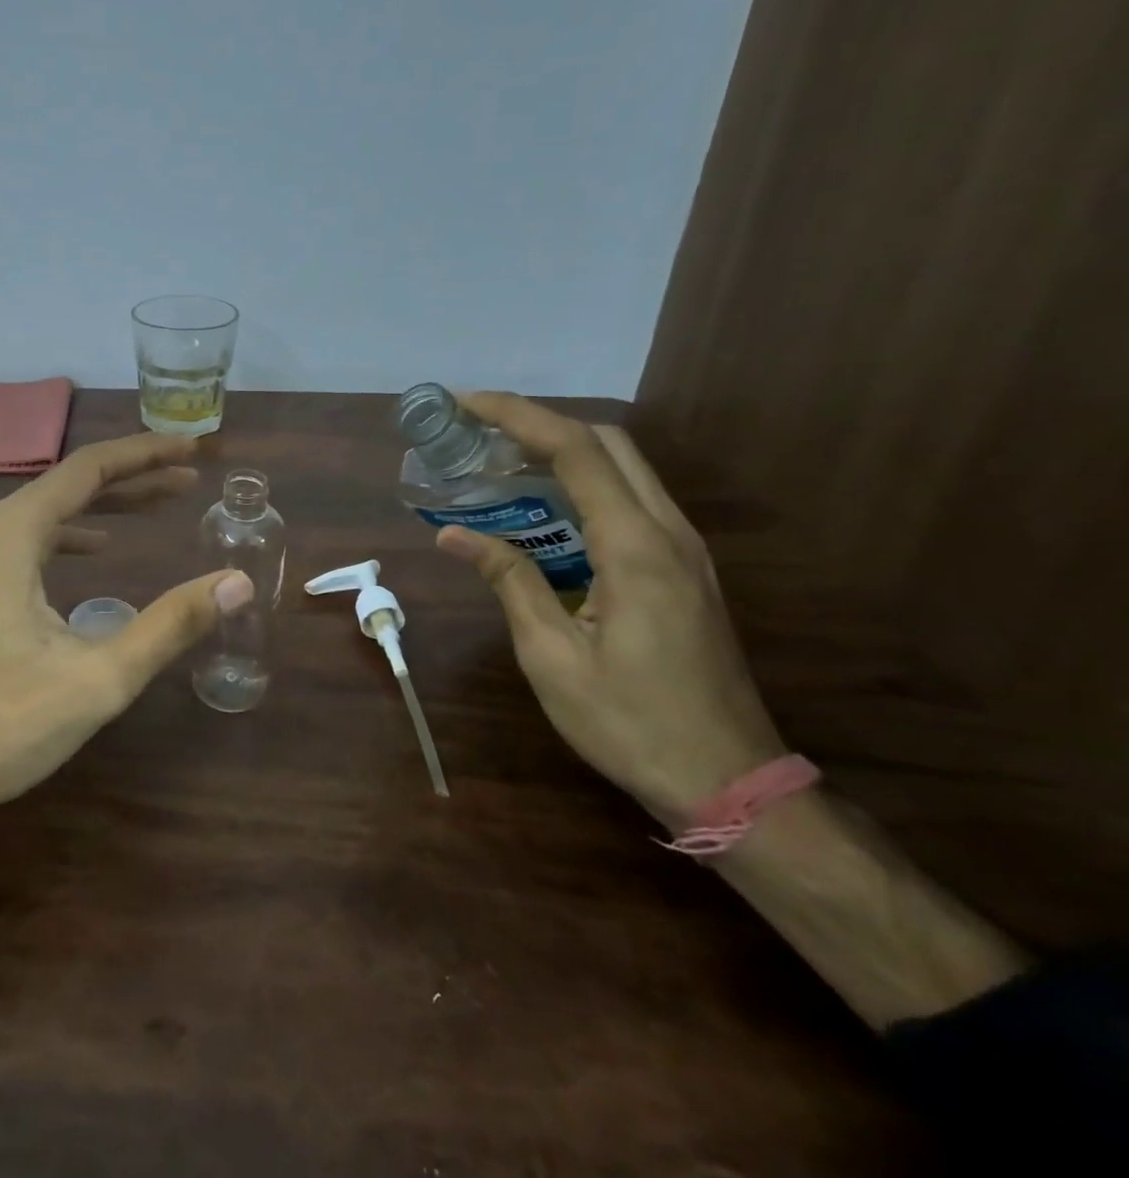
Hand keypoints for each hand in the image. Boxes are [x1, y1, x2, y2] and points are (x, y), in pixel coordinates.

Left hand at [0, 433, 253, 828]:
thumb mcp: (98, 679)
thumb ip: (171, 625)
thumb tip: (237, 583)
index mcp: (8, 533)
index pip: (89, 468)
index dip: (146, 455)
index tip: (192, 450)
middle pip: (68, 485)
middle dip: (133, 480)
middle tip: (188, 480)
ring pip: (44, 513)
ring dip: (102, 507)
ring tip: (155, 507)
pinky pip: (23, 541)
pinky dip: (67, 536)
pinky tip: (94, 550)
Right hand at [434, 391, 784, 822]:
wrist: (731, 781)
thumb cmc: (631, 723)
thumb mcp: (552, 657)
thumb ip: (509, 582)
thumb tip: (455, 535)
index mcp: (635, 549)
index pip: (575, 450)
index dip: (517, 416)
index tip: (466, 404)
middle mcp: (669, 533)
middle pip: (607, 442)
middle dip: (540, 422)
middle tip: (479, 434)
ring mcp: (685, 549)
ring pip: (625, 467)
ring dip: (563, 450)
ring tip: (501, 464)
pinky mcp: (685, 569)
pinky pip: (632, 500)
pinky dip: (584, 483)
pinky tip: (543, 511)